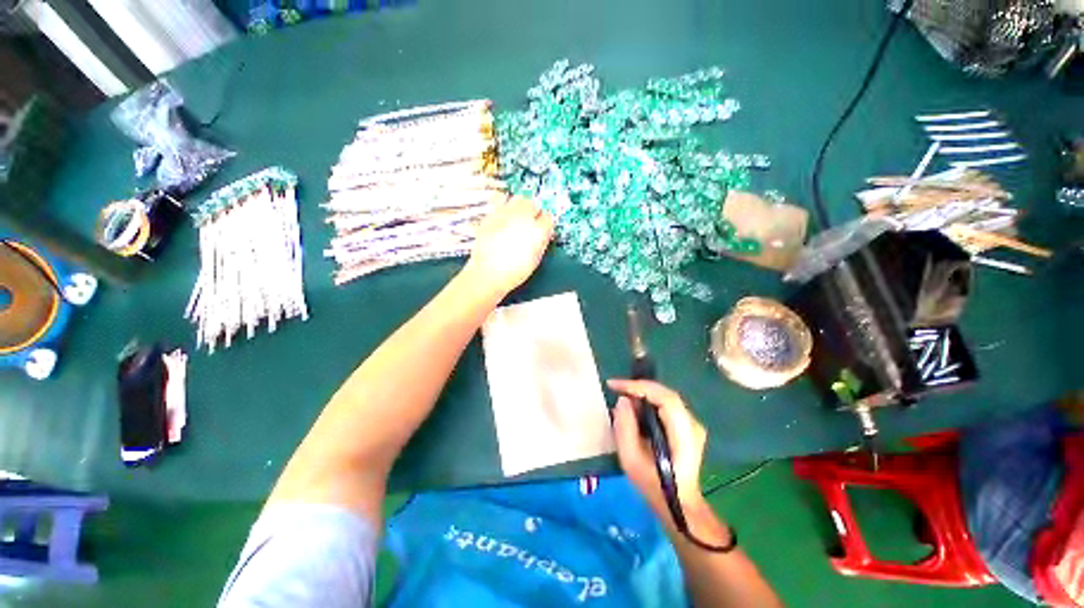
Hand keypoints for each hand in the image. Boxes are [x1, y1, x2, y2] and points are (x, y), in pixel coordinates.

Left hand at [463, 195, 554, 297]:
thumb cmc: (512, 272)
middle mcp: (523, 218)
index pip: (548, 217)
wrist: (488, 273)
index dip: (546, 223)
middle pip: (534, 204)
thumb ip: (542, 242)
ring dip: (521, 205)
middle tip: (531, 221)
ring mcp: (506, 214)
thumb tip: (544, 233)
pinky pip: (501, 200)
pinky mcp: (492, 215)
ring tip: (518, 216)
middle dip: (535, 211)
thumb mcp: (535, 259)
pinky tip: (504, 214)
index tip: (544, 227)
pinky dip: (504, 204)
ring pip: (519, 198)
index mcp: (537, 231)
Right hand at [609, 379, 712, 523]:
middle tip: (616, 388)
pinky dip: (649, 401)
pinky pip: (666, 404)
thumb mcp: (631, 460)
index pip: (665, 398)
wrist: (677, 504)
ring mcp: (692, 424)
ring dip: (643, 393)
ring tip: (623, 398)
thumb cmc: (653, 485)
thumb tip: (623, 401)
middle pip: (666, 394)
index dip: (639, 386)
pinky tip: (636, 408)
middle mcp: (692, 425)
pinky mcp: (687, 426)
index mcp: (683, 435)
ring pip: (666, 397)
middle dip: (639, 387)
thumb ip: (625, 428)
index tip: (615, 385)